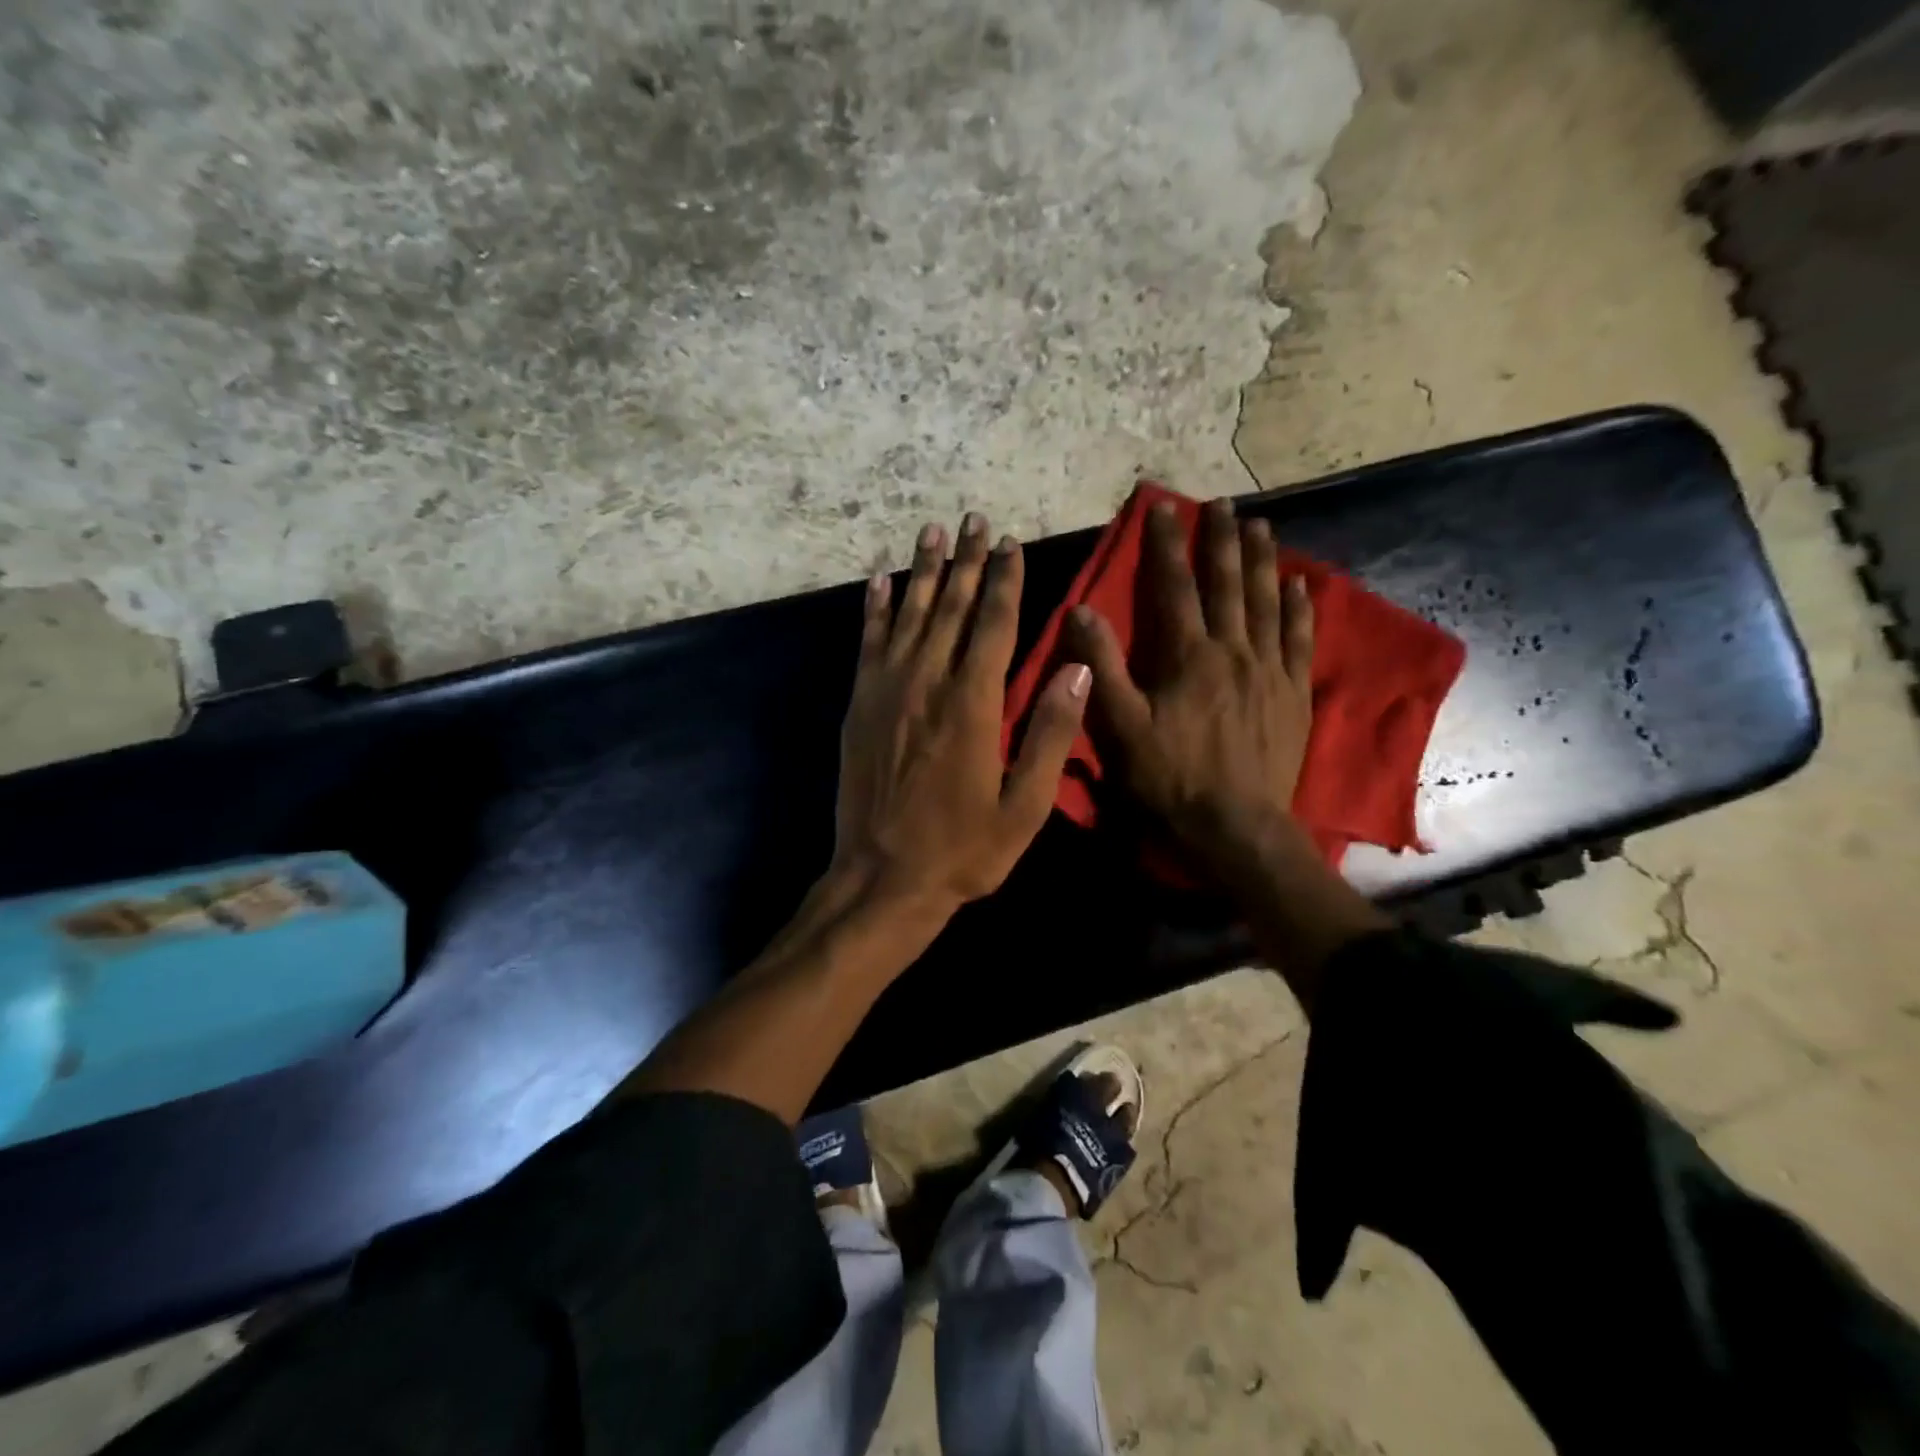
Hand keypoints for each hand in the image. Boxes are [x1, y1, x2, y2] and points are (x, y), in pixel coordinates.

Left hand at [830, 514, 1090, 918]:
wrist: (883, 878)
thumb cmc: (963, 849)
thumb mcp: (1023, 806)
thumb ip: (1050, 733)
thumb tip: (1079, 668)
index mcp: (973, 704)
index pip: (993, 624)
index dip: (1004, 581)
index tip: (1011, 544)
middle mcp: (927, 684)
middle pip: (950, 607)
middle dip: (966, 561)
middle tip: (975, 519)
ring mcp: (886, 692)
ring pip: (909, 615)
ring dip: (923, 570)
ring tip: (933, 531)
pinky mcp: (860, 706)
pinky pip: (868, 644)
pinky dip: (875, 609)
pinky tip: (880, 582)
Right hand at [1068, 497, 1314, 869]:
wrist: (1235, 824)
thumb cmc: (1170, 777)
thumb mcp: (1121, 726)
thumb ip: (1101, 666)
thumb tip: (1082, 610)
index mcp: (1188, 656)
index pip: (1174, 587)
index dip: (1167, 544)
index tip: (1164, 507)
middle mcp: (1233, 650)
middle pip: (1227, 583)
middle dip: (1222, 539)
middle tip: (1222, 503)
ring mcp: (1269, 670)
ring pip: (1267, 602)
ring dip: (1262, 560)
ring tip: (1261, 525)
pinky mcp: (1293, 692)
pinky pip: (1299, 638)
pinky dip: (1298, 608)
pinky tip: (1299, 584)